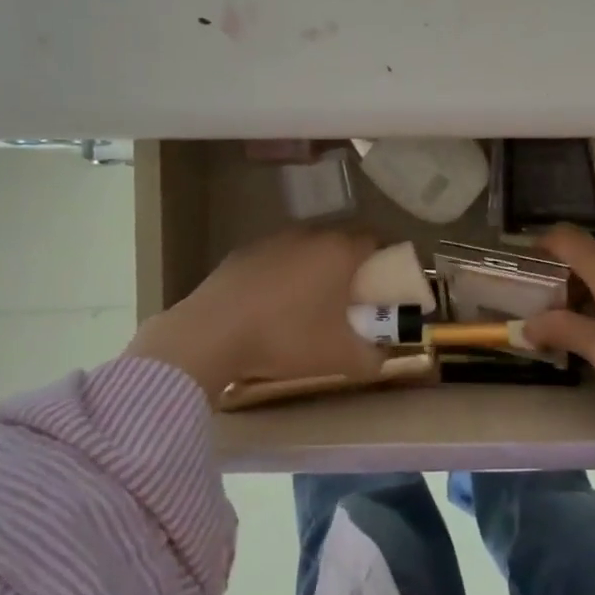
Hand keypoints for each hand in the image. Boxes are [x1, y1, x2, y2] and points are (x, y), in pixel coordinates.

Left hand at [127, 229, 381, 402]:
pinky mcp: (242, 252)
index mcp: (339, 252)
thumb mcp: (339, 359)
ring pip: (305, 250)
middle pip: (340, 243)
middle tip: (348, 301)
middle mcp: (309, 235)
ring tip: (307, 307)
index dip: (383, 262)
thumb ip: (372, 358)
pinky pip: (275, 260)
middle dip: (348, 268)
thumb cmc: (286, 338)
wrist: (211, 334)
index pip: (375, 241)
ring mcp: (273, 240)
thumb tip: (382, 356)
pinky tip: (270, 308)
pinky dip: (280, 277)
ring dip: (312, 270)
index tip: (381, 289)